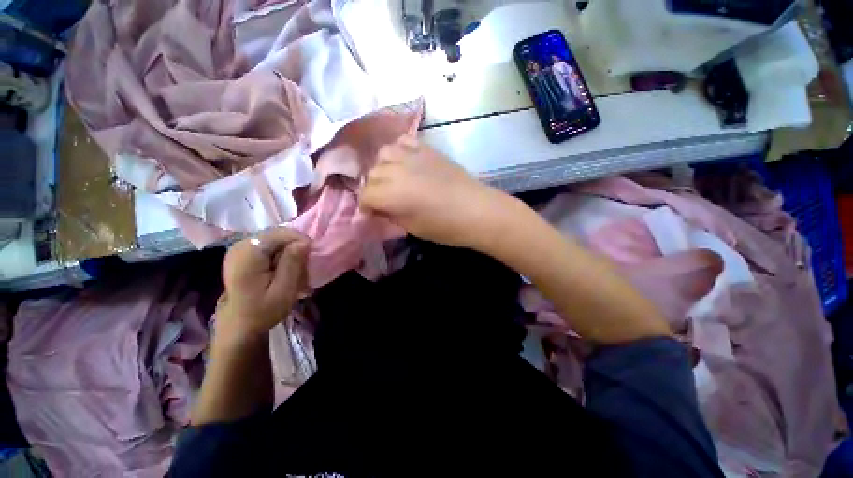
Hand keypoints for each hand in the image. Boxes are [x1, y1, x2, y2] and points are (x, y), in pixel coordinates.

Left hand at [217, 228, 309, 342]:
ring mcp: (239, 247)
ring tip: (293, 266)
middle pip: (277, 233)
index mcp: (249, 253)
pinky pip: (268, 243)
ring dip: (288, 248)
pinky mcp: (242, 252)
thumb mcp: (284, 290)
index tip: (310, 257)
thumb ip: (293, 264)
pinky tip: (281, 265)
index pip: (281, 233)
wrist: (240, 324)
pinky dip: (279, 251)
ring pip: (274, 237)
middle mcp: (241, 244)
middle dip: (295, 245)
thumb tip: (304, 242)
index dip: (300, 241)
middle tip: (303, 263)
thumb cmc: (263, 311)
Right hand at [361, 135, 507, 247]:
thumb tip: (380, 208)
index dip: (367, 206)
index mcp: (391, 195)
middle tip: (384, 199)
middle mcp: (396, 171)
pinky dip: (398, 150)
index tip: (373, 213)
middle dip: (373, 188)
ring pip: (383, 154)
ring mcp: (412, 156)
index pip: (365, 196)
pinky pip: (403, 142)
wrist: (476, 210)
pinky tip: (404, 161)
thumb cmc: (445, 227)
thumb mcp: (412, 228)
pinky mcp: (427, 149)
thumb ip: (391, 214)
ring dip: (383, 167)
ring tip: (393, 178)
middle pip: (372, 175)